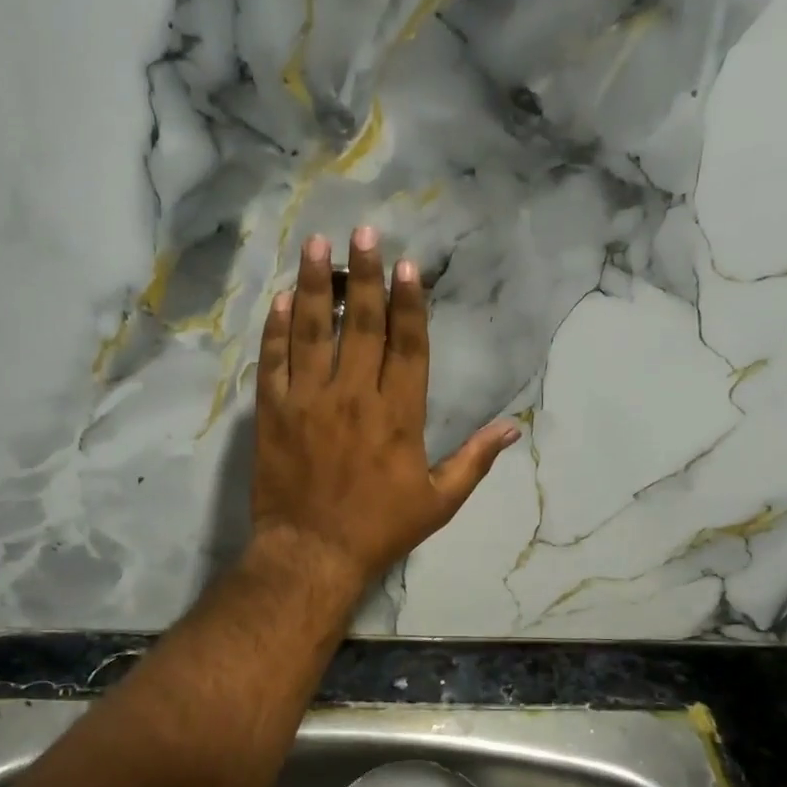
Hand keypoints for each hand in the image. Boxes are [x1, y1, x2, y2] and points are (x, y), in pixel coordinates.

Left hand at [251, 227, 519, 592]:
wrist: (312, 553)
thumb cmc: (379, 529)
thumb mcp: (439, 502)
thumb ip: (475, 460)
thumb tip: (513, 427)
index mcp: (399, 414)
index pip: (408, 344)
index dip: (410, 302)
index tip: (408, 264)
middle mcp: (354, 395)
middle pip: (363, 324)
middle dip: (366, 274)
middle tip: (364, 232)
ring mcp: (309, 400)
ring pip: (313, 330)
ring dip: (317, 285)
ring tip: (317, 246)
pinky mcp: (273, 413)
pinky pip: (273, 361)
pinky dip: (277, 330)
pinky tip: (282, 301)